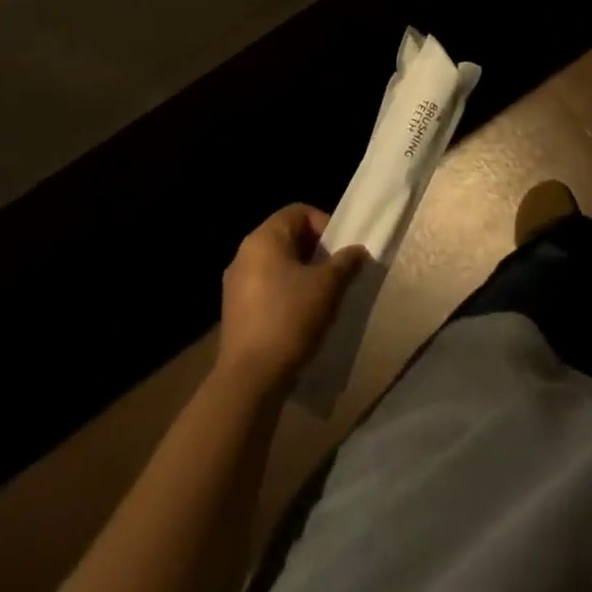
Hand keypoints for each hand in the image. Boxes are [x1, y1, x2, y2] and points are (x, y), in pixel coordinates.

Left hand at [219, 205, 366, 388]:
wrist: (250, 380)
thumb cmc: (290, 318)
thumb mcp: (328, 285)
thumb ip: (346, 261)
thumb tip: (358, 251)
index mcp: (264, 239)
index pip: (299, 212)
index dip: (324, 224)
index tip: (339, 249)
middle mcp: (244, 254)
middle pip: (287, 237)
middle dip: (315, 250)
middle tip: (335, 270)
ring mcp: (235, 284)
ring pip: (276, 264)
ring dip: (301, 272)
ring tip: (321, 294)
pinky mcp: (234, 312)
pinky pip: (265, 287)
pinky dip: (285, 292)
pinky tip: (301, 315)